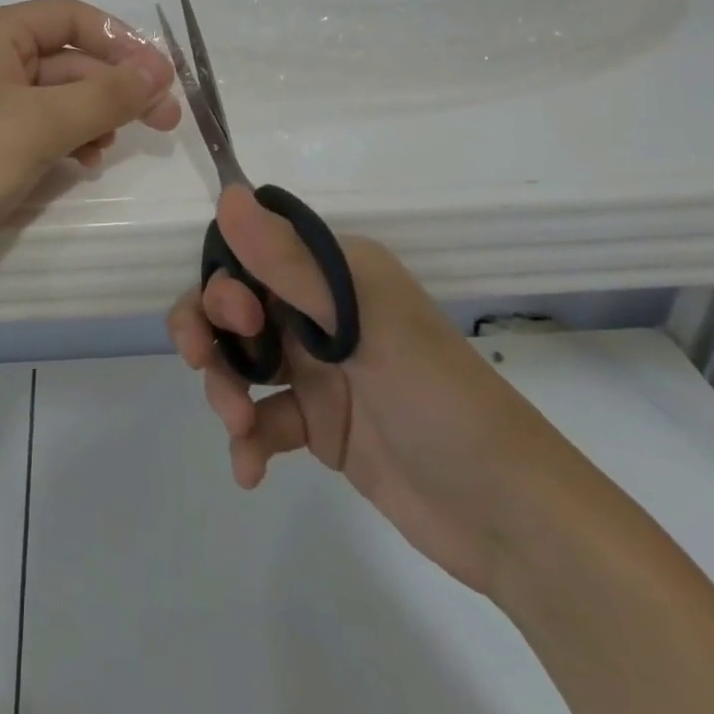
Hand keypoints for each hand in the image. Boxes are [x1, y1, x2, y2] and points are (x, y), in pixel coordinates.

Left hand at [0, 0, 181, 300]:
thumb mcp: (39, 126)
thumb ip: (105, 95)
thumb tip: (160, 70)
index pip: (70, 17)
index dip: (121, 41)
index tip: (163, 77)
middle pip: (67, 59)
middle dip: (114, 87)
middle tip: (164, 121)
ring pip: (56, 97)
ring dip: (92, 117)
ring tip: (108, 149)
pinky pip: (38, 128)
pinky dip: (66, 140)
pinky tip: (82, 164)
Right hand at [167, 187, 586, 596]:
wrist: (509, 518)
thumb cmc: (437, 399)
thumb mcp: (362, 326)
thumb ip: (289, 264)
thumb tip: (228, 194)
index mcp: (335, 272)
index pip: (254, 251)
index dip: (227, 278)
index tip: (237, 316)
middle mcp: (321, 311)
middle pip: (236, 304)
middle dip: (209, 329)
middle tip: (204, 362)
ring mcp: (318, 369)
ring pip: (242, 359)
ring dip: (225, 387)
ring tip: (237, 427)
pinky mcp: (319, 424)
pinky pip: (263, 418)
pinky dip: (248, 439)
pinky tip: (249, 469)